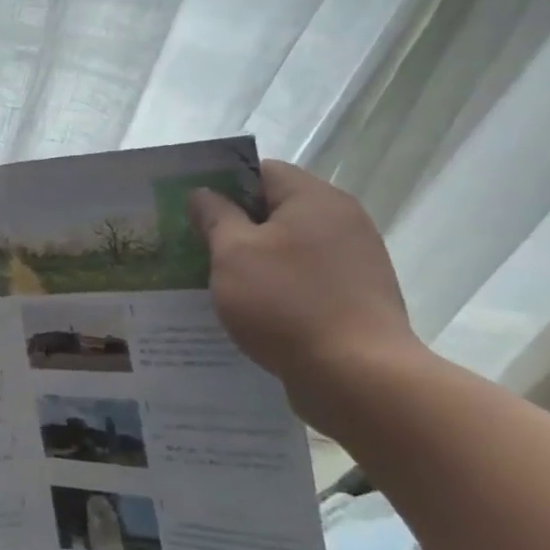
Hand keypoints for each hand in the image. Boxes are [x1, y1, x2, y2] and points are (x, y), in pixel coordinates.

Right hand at [189, 162, 421, 418]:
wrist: (360, 378)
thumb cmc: (287, 303)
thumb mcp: (233, 253)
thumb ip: (214, 216)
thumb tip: (204, 194)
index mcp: (315, 199)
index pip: (261, 171)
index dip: (221, 182)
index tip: (188, 206)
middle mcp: (342, 221)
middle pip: (275, 208)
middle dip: (231, 223)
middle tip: (189, 241)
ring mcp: (354, 262)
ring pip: (287, 246)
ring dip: (251, 257)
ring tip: (210, 277)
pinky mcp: (355, 298)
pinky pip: (303, 278)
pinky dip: (274, 285)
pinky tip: (246, 307)